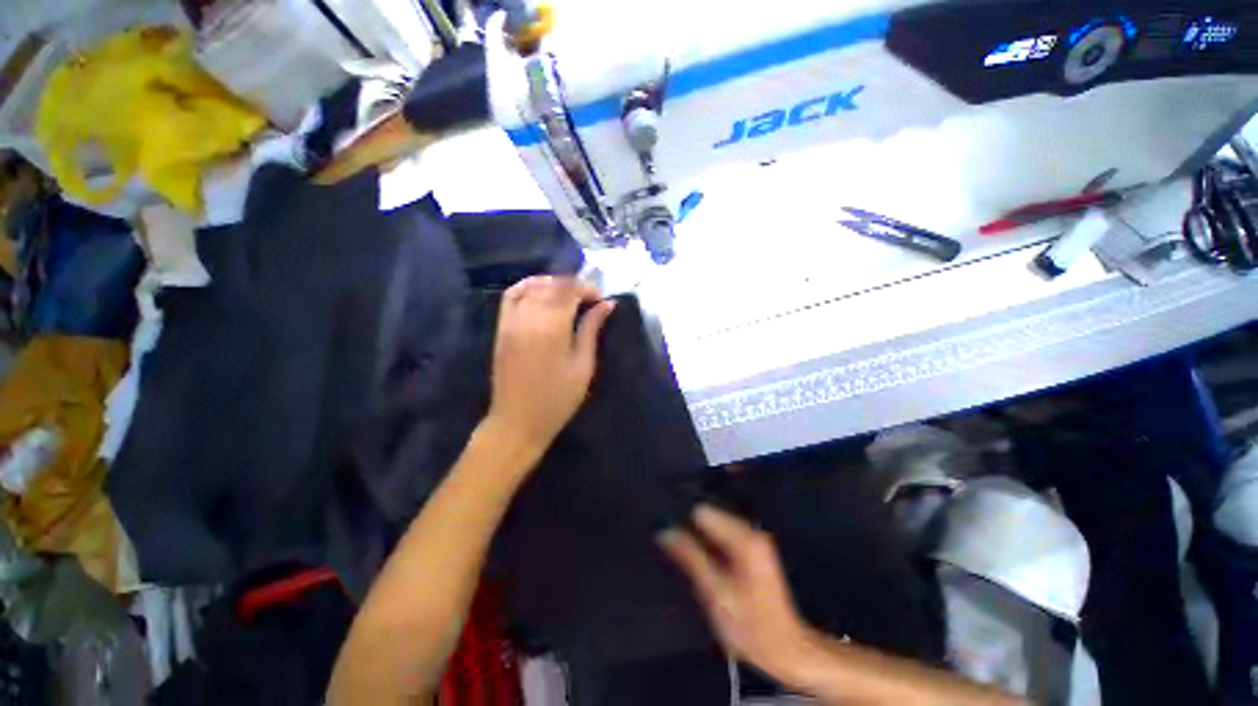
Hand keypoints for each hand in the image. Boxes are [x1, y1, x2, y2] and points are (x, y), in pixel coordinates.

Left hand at [485, 276, 614, 463]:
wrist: (518, 421)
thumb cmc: (558, 399)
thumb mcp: (583, 366)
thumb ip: (591, 330)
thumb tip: (607, 305)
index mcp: (553, 328)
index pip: (570, 291)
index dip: (588, 288)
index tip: (601, 299)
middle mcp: (529, 318)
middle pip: (552, 286)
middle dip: (573, 285)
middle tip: (590, 297)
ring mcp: (511, 321)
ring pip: (532, 286)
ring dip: (553, 283)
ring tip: (569, 294)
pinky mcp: (501, 328)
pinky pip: (511, 296)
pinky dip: (527, 286)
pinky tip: (541, 291)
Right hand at [660, 505, 816, 681]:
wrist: (786, 653)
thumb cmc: (750, 627)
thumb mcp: (714, 592)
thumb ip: (689, 556)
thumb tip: (665, 532)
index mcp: (743, 538)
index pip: (703, 511)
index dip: (683, 523)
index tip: (669, 539)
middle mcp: (751, 532)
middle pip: (710, 517)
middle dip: (692, 532)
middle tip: (678, 556)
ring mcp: (755, 541)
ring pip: (715, 528)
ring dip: (701, 542)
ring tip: (691, 565)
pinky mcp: (754, 552)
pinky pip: (724, 539)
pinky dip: (712, 549)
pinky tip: (708, 569)